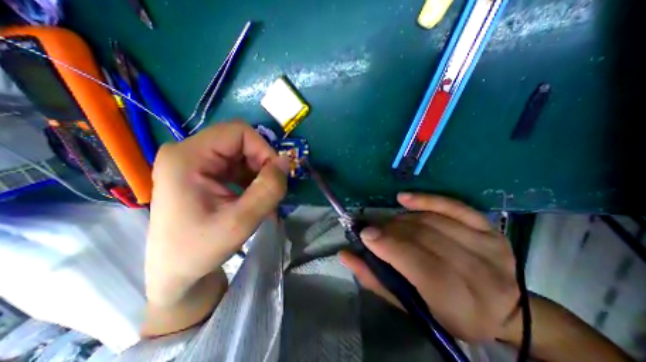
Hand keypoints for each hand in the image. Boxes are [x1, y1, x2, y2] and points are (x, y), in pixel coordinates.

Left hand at [145, 122, 290, 304]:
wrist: (176, 271)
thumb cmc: (201, 249)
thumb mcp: (241, 222)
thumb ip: (268, 189)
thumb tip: (286, 161)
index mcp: (188, 157)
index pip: (238, 132)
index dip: (263, 149)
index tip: (274, 175)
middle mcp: (187, 151)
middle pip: (240, 140)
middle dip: (261, 161)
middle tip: (269, 187)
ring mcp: (193, 160)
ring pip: (240, 152)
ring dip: (257, 170)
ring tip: (261, 195)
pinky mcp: (201, 171)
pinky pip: (235, 162)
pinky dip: (250, 175)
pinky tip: (251, 195)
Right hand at [339, 193, 520, 342]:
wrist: (502, 307)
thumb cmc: (448, 313)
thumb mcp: (410, 307)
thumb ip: (375, 279)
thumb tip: (346, 255)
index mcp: (462, 305)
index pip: (422, 266)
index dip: (390, 246)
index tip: (365, 234)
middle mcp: (482, 274)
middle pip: (425, 238)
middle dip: (391, 230)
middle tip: (374, 229)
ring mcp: (489, 246)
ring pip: (432, 221)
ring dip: (402, 219)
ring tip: (389, 223)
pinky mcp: (489, 228)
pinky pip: (452, 206)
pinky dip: (426, 199)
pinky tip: (405, 198)